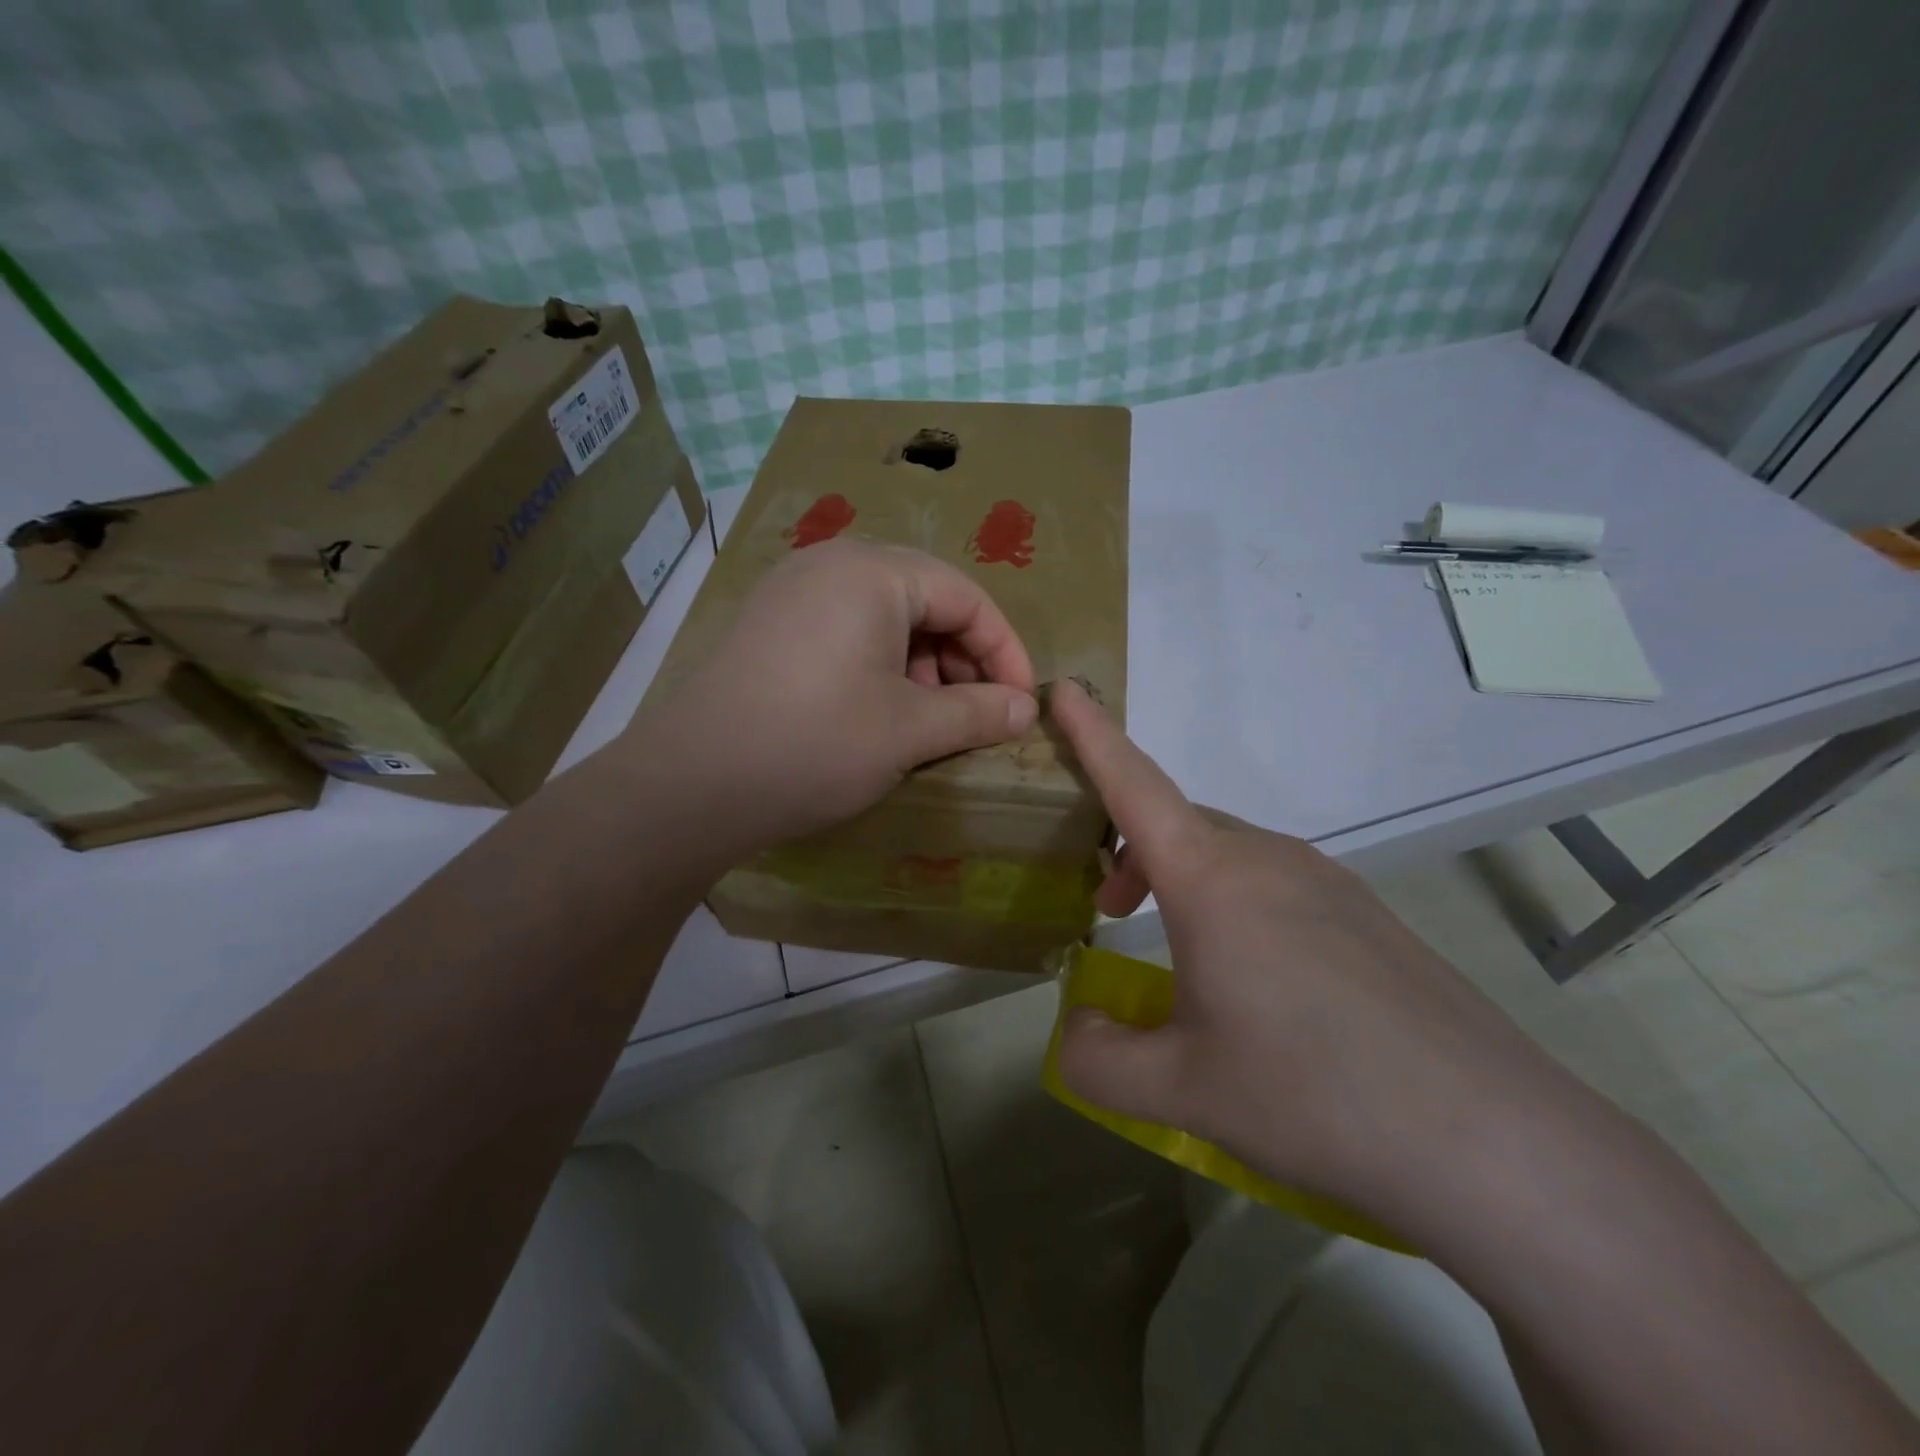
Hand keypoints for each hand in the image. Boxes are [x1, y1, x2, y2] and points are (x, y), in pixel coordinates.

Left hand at [632, 539, 1038, 854]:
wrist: (694, 784)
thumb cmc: (817, 744)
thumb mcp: (910, 731)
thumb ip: (978, 712)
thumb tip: (1026, 708)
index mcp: (872, 572)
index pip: (965, 597)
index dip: (1004, 649)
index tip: (1022, 701)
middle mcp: (831, 564)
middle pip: (924, 599)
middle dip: (962, 657)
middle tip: (978, 712)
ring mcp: (793, 592)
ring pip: (884, 617)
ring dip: (922, 664)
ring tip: (932, 718)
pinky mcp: (770, 625)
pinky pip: (846, 631)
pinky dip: (880, 665)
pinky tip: (881, 710)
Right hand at [1049, 681, 1590, 1236]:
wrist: (1496, 1143)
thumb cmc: (1316, 1096)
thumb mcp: (1182, 1090)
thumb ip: (1098, 1057)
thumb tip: (1075, 1028)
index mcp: (1213, 881)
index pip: (1135, 786)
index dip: (1092, 736)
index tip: (1063, 690)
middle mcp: (1270, 859)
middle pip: (1179, 824)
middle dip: (1129, 851)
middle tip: (1110, 912)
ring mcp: (1329, 883)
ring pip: (1229, 855)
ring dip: (1184, 881)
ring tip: (1180, 957)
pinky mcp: (1369, 917)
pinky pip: (1277, 884)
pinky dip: (1236, 905)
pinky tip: (1260, 986)